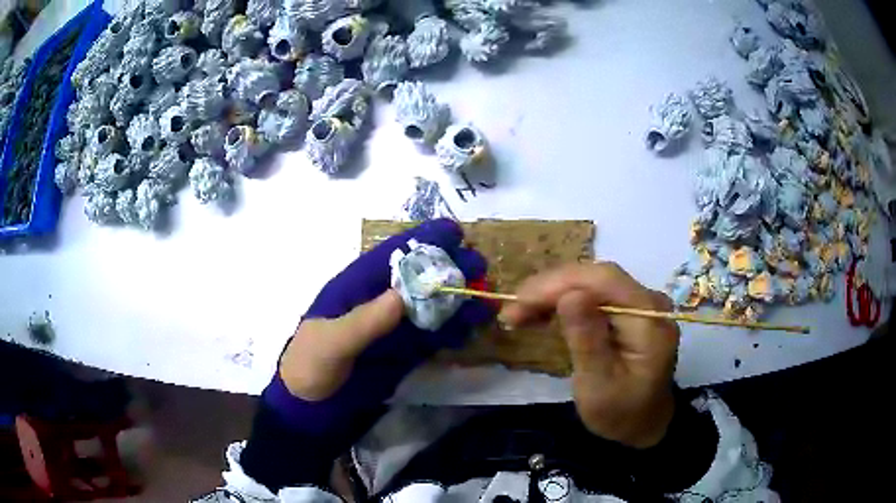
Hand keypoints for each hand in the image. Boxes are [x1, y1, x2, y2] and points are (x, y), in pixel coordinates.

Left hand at [268, 219, 493, 430]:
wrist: (312, 409)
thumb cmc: (310, 367)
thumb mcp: (330, 343)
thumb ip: (364, 321)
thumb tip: (402, 296)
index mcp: (355, 288)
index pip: (390, 255)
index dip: (421, 239)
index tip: (454, 232)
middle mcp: (378, 302)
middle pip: (418, 277)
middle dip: (447, 268)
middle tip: (478, 266)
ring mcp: (393, 328)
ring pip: (431, 306)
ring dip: (457, 300)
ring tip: (483, 298)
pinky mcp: (404, 352)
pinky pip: (433, 336)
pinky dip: (453, 331)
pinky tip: (471, 327)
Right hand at [499, 263, 679, 448]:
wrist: (643, 423)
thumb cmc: (621, 412)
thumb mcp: (599, 386)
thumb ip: (587, 341)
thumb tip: (569, 295)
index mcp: (650, 319)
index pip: (604, 280)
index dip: (559, 284)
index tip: (520, 302)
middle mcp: (648, 301)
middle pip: (596, 277)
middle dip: (550, 289)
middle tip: (511, 311)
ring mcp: (639, 302)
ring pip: (590, 282)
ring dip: (552, 294)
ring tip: (518, 314)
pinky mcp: (627, 309)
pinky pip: (592, 295)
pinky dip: (562, 302)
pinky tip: (540, 313)